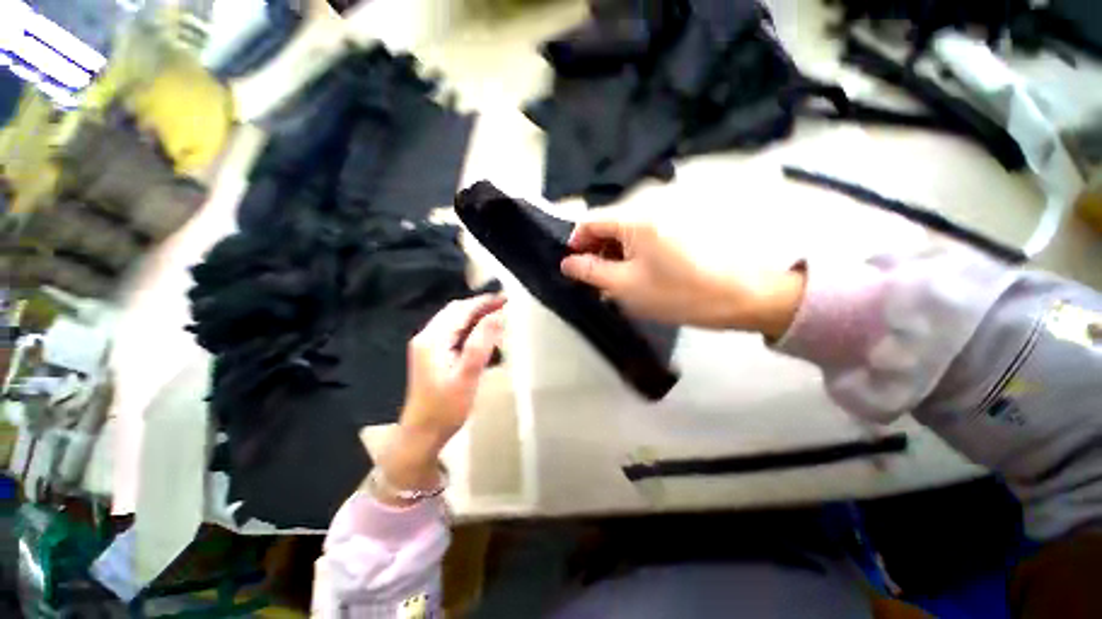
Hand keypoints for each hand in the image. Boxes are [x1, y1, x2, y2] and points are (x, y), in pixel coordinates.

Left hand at [376, 294, 505, 498]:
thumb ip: (480, 344)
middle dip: (480, 305)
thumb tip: (496, 316)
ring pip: (454, 321)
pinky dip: (469, 327)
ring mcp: (427, 346)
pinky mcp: (431, 355)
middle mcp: (427, 337)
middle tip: (503, 305)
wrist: (421, 435)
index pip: (461, 310)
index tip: (504, 298)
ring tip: (497, 315)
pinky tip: (482, 333)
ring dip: (475, 315)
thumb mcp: (467, 376)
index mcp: (433, 339)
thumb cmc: (446, 408)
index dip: (483, 302)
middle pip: (455, 312)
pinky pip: (453, 332)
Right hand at [559, 212, 805, 337]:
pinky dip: (630, 259)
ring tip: (613, 286)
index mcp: (634, 220)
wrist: (738, 298)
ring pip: (623, 238)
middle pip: (607, 228)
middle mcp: (648, 213)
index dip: (575, 243)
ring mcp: (664, 224)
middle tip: (593, 283)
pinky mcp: (674, 236)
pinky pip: (641, 243)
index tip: (573, 269)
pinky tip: (633, 280)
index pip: (589, 221)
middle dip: (594, 254)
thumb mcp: (624, 285)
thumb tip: (567, 262)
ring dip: (612, 259)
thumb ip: (591, 271)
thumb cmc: (676, 293)